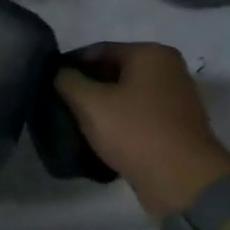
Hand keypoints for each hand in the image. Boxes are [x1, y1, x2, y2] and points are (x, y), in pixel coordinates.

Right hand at [53, 42, 229, 221]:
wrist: (182, 179)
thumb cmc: (134, 131)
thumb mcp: (89, 103)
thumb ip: (67, 80)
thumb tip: (59, 73)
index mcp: (151, 54)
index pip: (98, 50)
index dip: (69, 65)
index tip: (48, 84)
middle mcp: (167, 69)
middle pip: (112, 71)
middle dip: (85, 86)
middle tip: (58, 104)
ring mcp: (174, 98)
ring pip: (123, 94)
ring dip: (99, 106)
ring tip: (73, 122)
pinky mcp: (174, 125)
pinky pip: (136, 114)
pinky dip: (116, 121)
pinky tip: (97, 135)